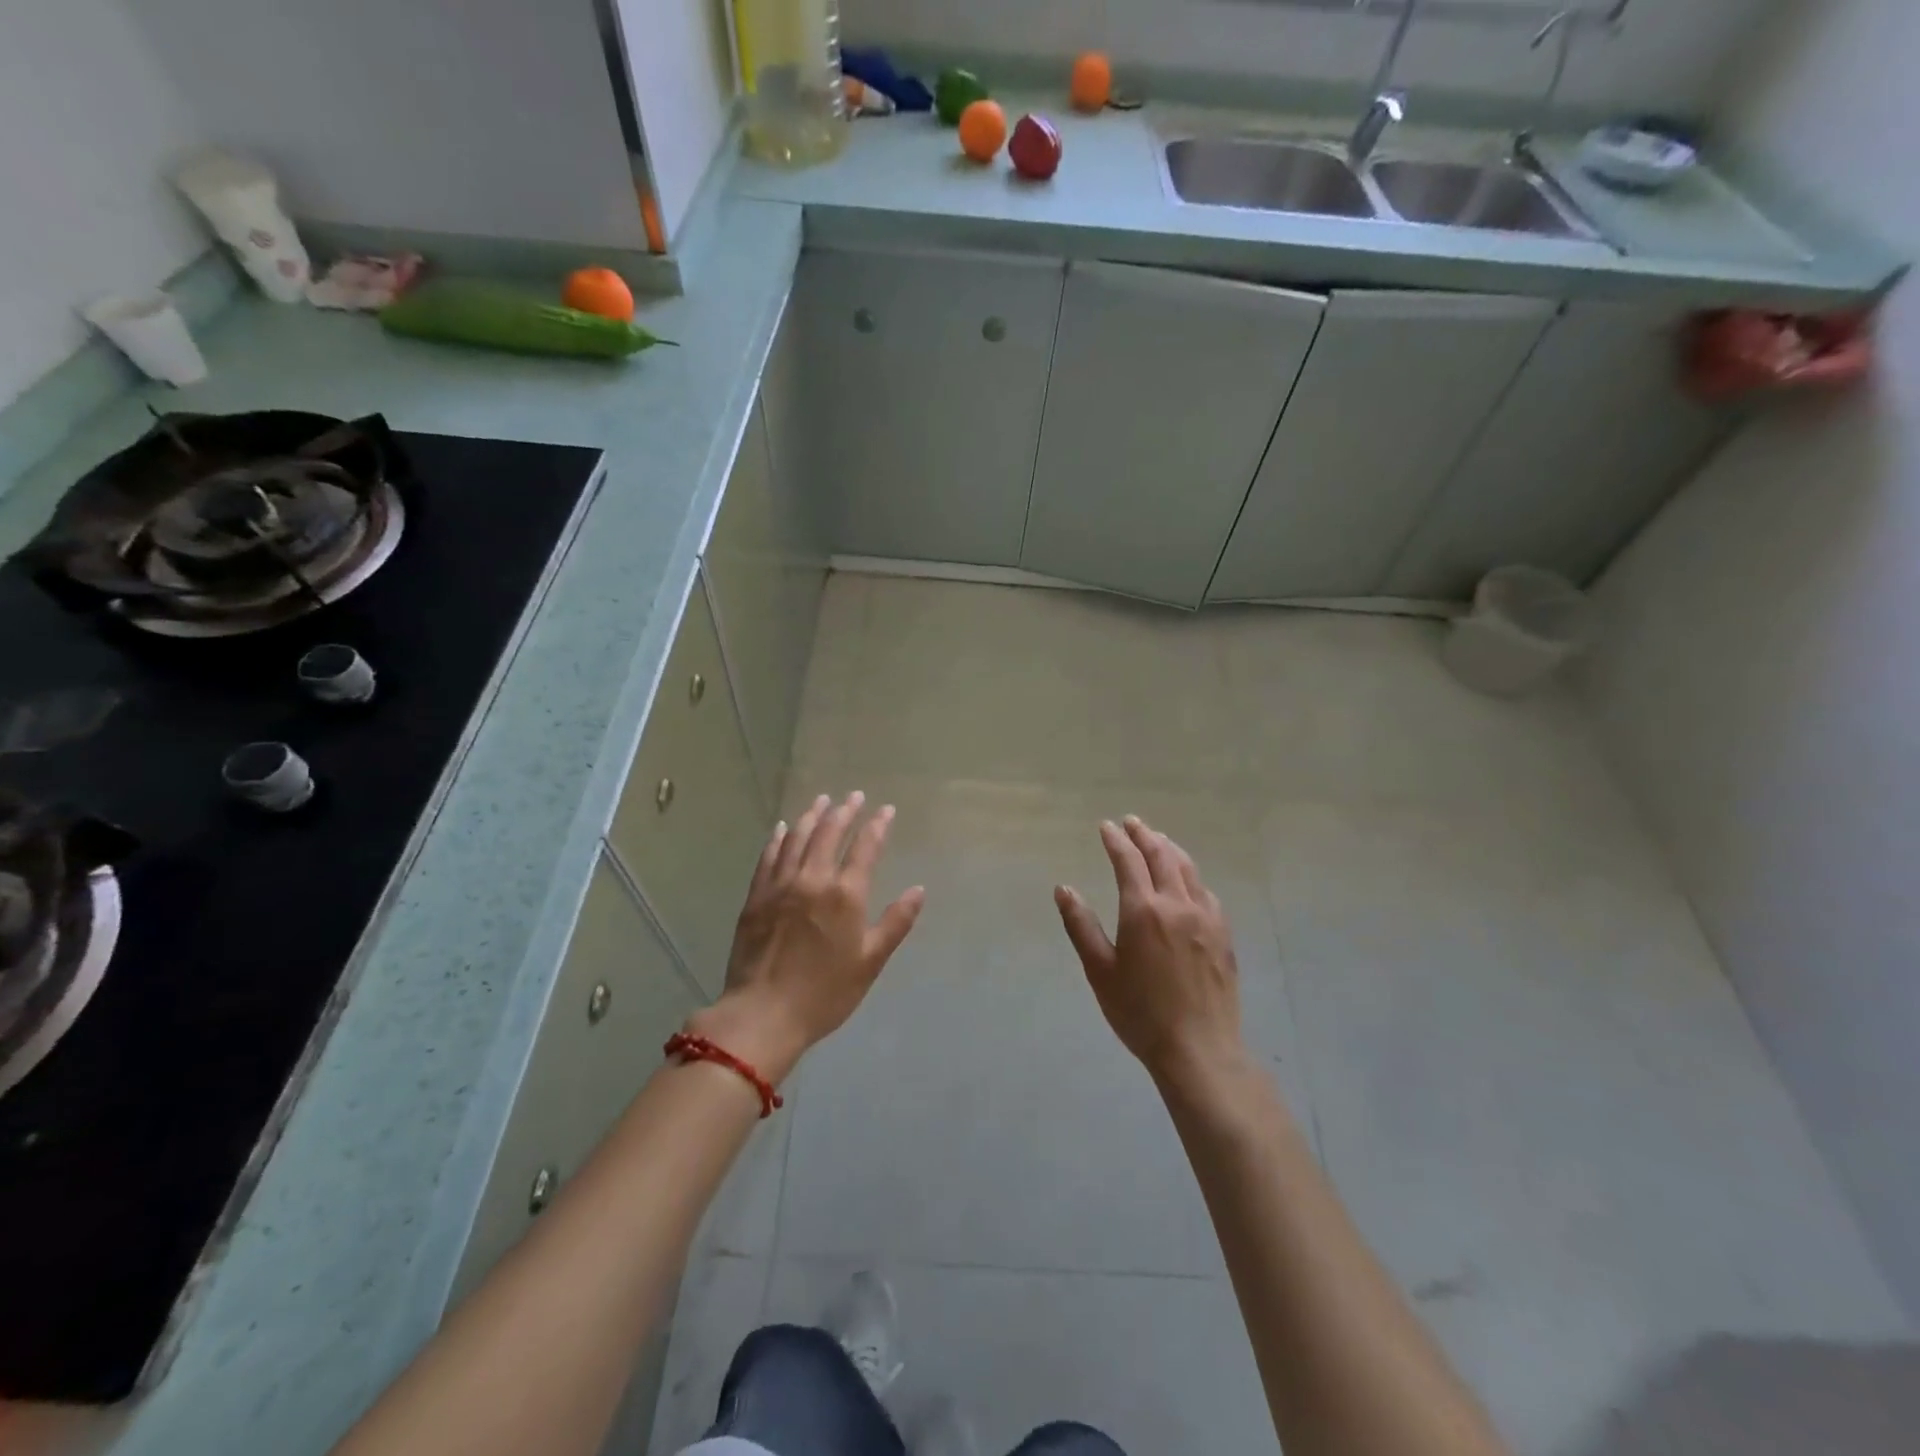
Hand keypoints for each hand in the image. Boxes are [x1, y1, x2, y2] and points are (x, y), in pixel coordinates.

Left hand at [693, 792, 924, 1083]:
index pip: (865, 847)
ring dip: (813, 816)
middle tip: (854, 796)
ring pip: (798, 839)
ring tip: (822, 800)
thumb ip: (896, 922)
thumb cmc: (825, 993)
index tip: (885, 809)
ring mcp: (780, 885)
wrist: (763, 1014)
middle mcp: (813, 879)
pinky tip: (784, 828)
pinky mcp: (756, 897)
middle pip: (830, 834)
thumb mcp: (870, 962)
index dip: (877, 825)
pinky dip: (779, 838)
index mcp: (846, 895)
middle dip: (845, 811)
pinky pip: (769, 857)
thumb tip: (918, 889)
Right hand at [1054, 816, 1243, 1086]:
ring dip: (1170, 849)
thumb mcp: (1100, 971)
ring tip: (1158, 839)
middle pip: (1161, 856)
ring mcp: (1205, 918)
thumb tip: (1064, 889)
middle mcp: (1177, 904)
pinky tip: (1188, 879)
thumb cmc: (1140, 1012)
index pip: (1128, 861)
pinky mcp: (1223, 934)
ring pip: (1188, 869)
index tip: (1106, 827)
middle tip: (1132, 823)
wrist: (1199, 1048)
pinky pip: (1206, 891)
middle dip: (1144, 835)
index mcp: (1143, 911)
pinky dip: (1191, 875)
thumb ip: (1081, 926)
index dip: (1116, 840)